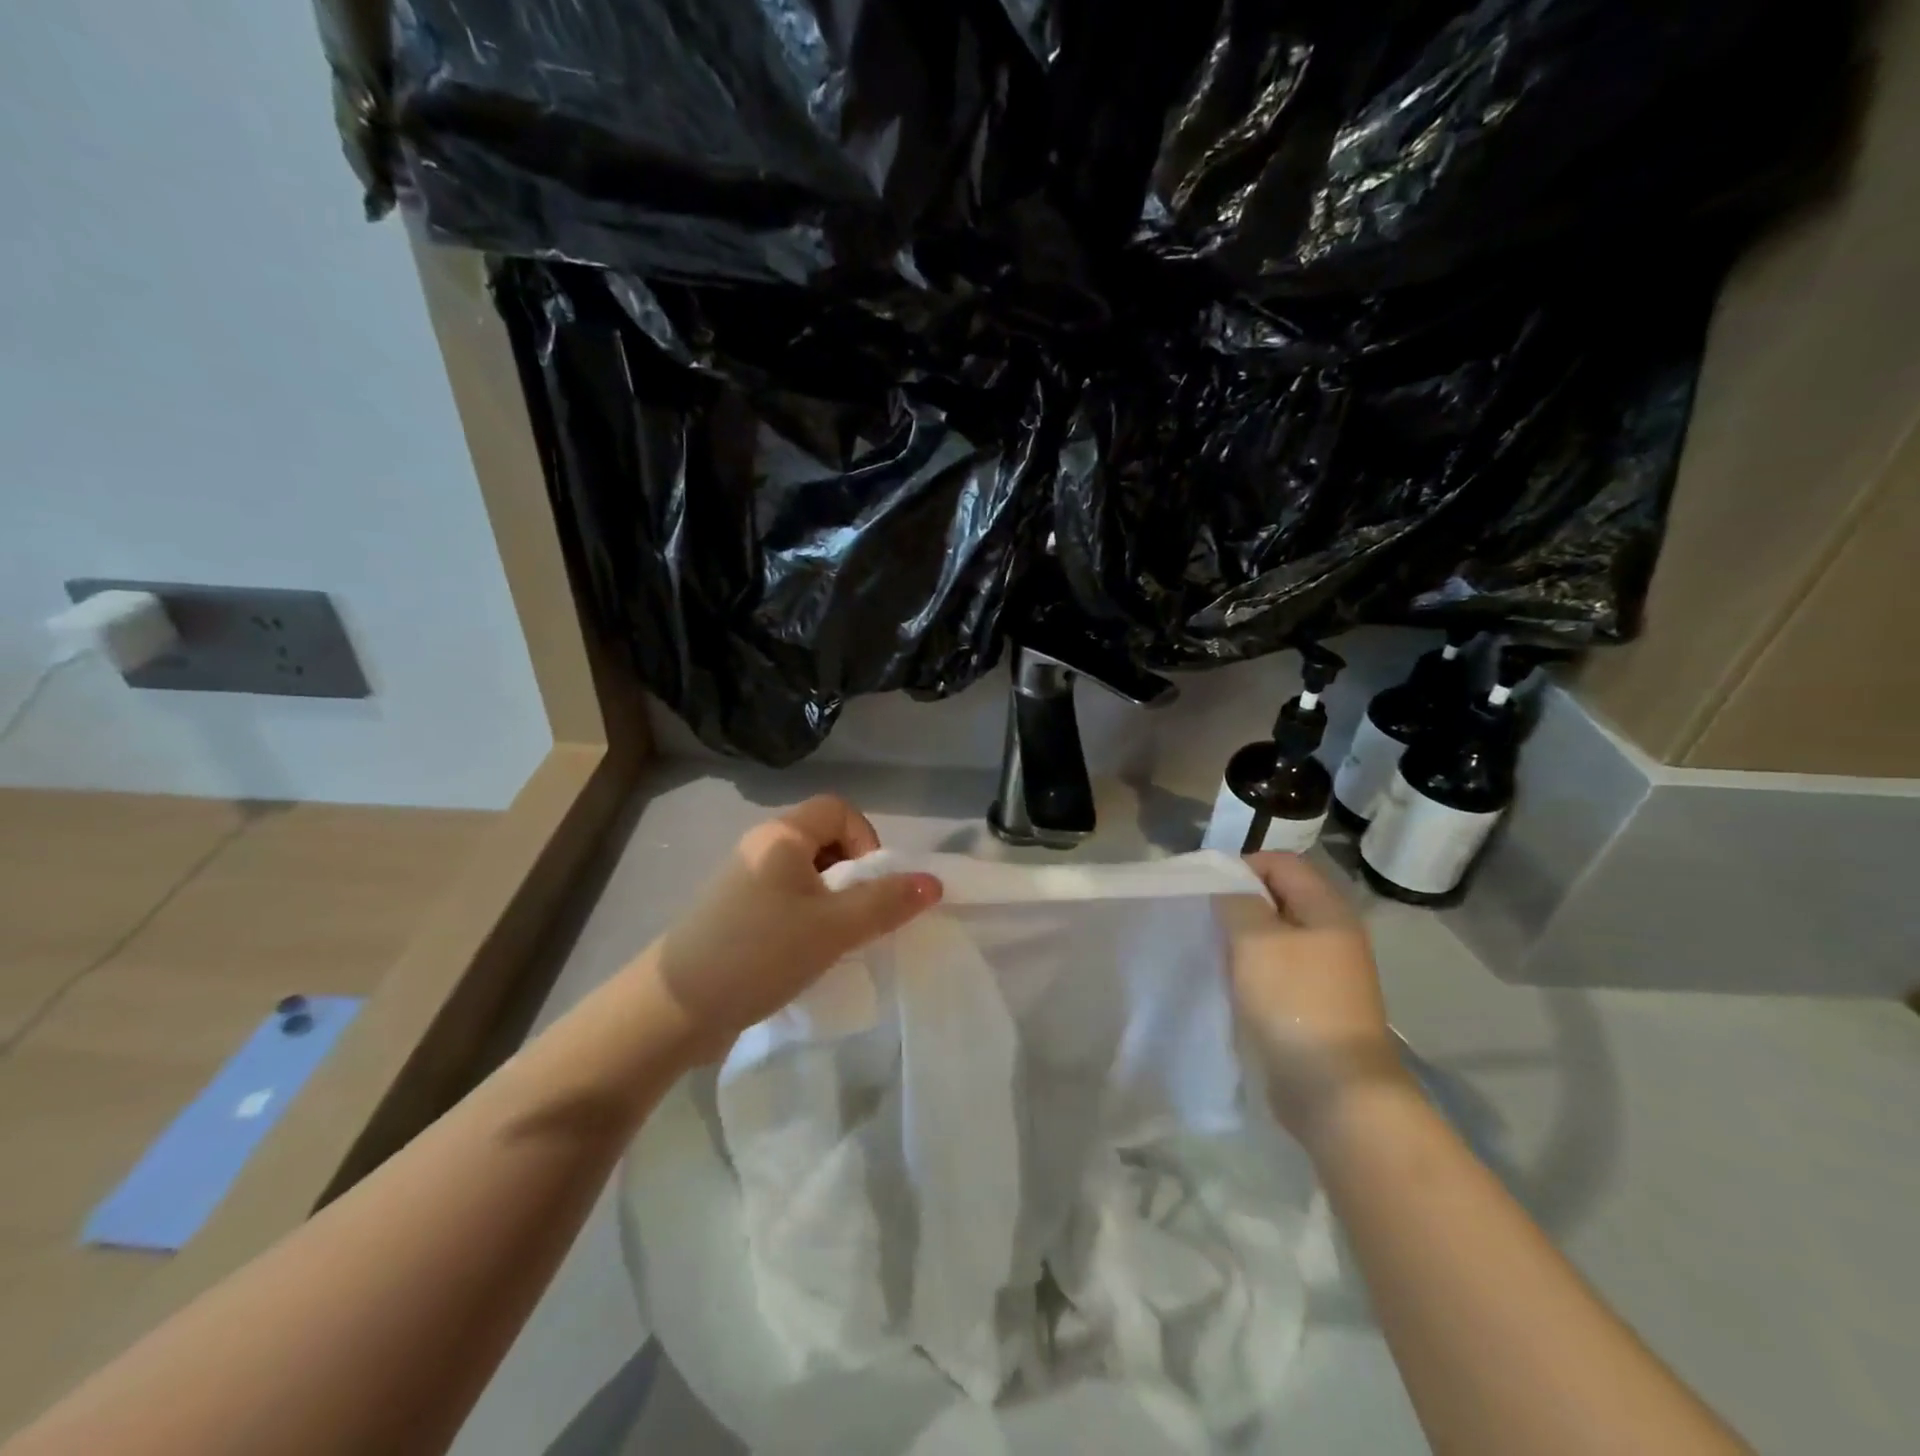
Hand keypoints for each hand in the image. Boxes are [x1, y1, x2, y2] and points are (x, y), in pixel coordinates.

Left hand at [641, 797, 942, 1061]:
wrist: (672, 1010)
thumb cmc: (758, 954)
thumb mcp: (832, 928)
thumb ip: (885, 903)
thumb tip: (933, 882)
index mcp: (781, 836)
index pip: (839, 809)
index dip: (866, 840)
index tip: (869, 886)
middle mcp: (761, 848)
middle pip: (825, 840)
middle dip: (853, 876)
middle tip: (856, 919)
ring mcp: (744, 882)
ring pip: (807, 875)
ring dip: (832, 903)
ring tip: (833, 942)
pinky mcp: (735, 914)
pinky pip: (787, 901)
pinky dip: (807, 919)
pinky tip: (805, 956)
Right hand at [1220, 852, 1410, 1142]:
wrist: (1335, 1089)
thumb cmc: (1294, 1001)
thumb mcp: (1255, 940)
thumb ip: (1236, 902)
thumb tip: (1227, 887)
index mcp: (1327, 909)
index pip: (1281, 862)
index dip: (1242, 868)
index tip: (1207, 891)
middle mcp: (1332, 934)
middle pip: (1278, 898)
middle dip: (1238, 904)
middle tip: (1206, 922)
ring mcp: (1327, 972)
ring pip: (1275, 936)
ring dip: (1243, 939)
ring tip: (1213, 952)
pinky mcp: (1314, 1003)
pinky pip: (1277, 970)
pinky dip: (1252, 969)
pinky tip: (1231, 983)